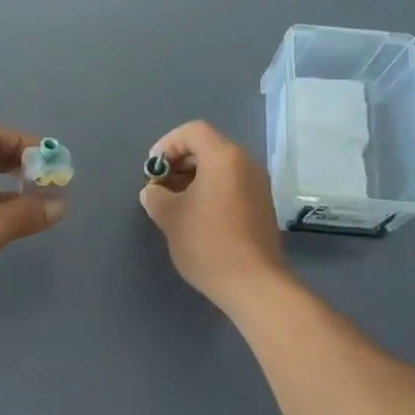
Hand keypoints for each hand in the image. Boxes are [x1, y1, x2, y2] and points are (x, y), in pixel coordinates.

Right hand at [139, 121, 285, 311]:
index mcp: (223, 157)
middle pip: (207, 147)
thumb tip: (153, 191)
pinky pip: (231, 184)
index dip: (166, 145)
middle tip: (159, 188)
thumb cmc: (208, 243)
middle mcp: (245, 163)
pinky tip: (195, 217)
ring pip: (219, 167)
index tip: (152, 171)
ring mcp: (257, 184)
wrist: (253, 283)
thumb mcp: (170, 217)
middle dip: (178, 163)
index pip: (192, 131)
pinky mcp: (262, 205)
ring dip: (193, 178)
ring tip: (173, 204)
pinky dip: (210, 190)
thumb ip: (155, 197)